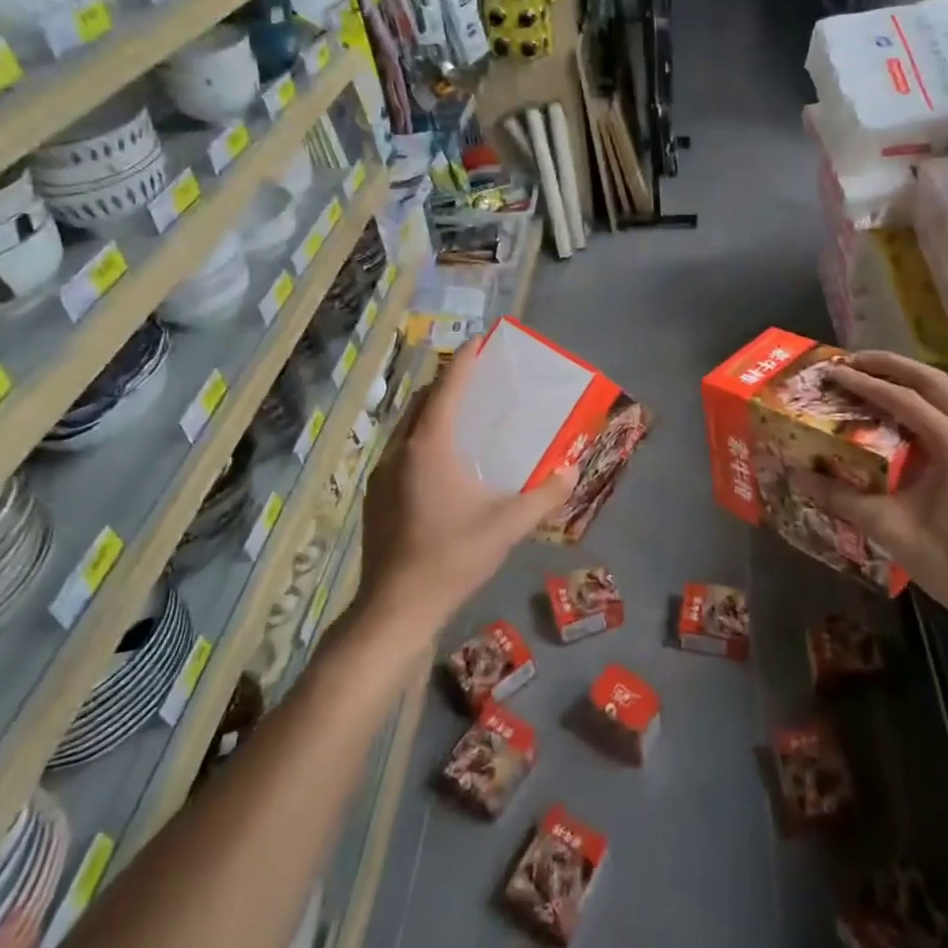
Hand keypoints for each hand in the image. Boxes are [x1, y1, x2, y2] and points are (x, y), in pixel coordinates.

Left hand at [360, 343, 576, 635]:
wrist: (395, 607)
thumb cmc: (453, 557)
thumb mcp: (507, 526)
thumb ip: (545, 495)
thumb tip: (572, 469)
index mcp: (430, 446)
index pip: (448, 388)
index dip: (465, 361)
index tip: (480, 339)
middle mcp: (400, 450)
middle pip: (422, 401)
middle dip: (447, 383)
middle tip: (476, 378)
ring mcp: (382, 473)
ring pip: (407, 426)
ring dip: (432, 412)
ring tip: (461, 415)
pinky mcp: (376, 496)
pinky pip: (400, 450)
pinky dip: (421, 438)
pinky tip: (441, 463)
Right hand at [790, 352, 947, 642]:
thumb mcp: (892, 531)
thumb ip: (843, 500)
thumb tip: (798, 478)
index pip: (904, 400)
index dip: (864, 383)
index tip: (834, 371)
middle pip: (937, 383)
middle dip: (894, 366)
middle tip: (856, 360)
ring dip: (922, 384)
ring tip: (887, 382)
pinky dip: (943, 409)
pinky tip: (925, 425)